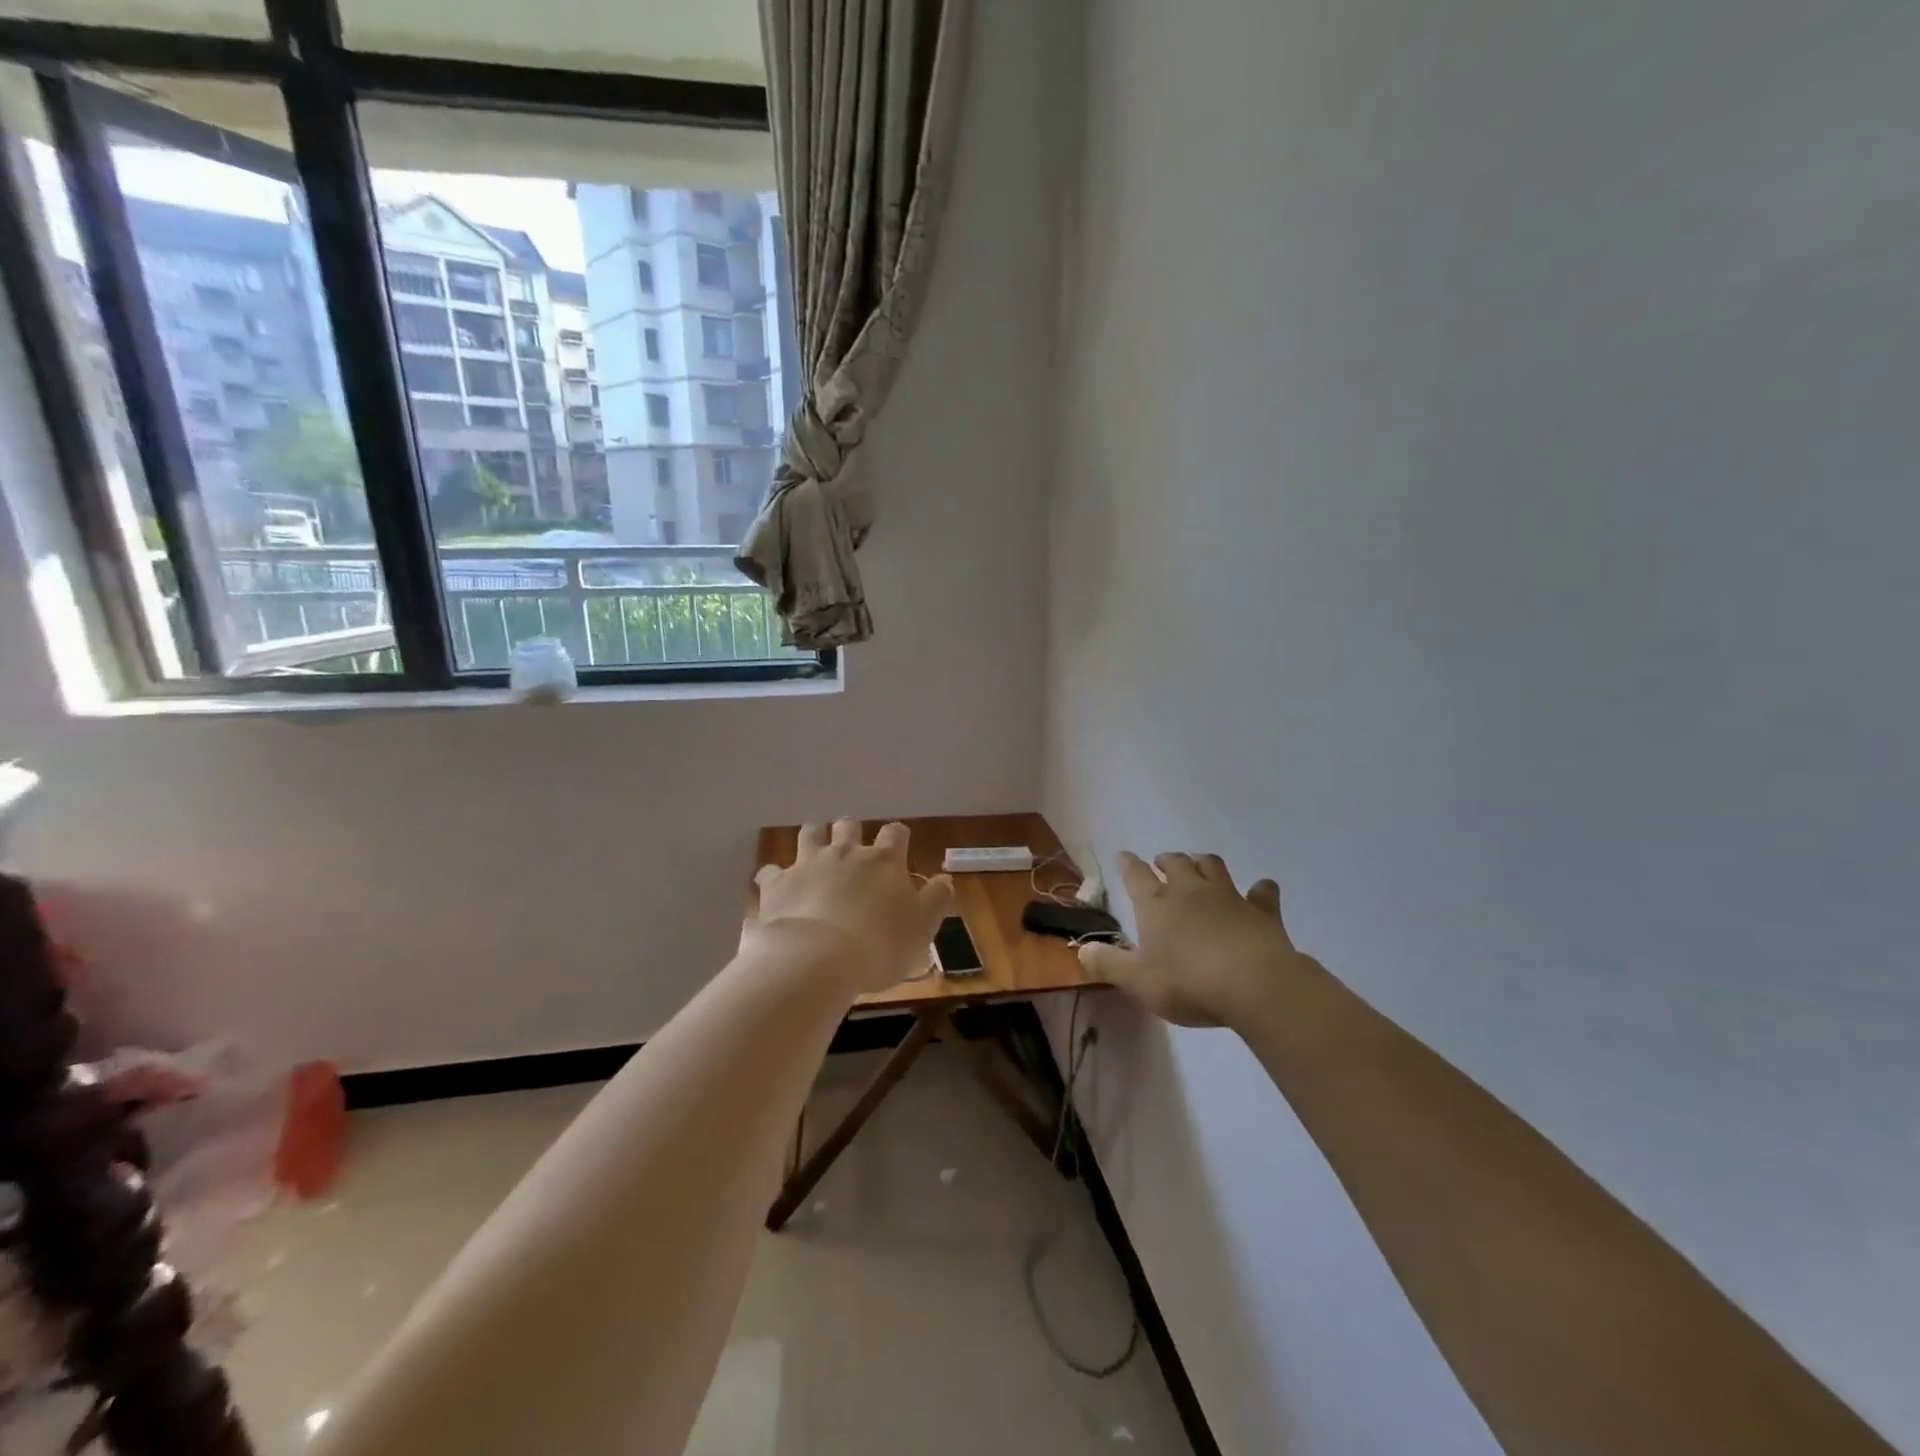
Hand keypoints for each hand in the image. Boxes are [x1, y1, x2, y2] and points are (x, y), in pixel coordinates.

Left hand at [746, 819, 954, 994]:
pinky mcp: (778, 883)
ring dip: (814, 837)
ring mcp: (808, 864)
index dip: (898, 838)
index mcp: (884, 861)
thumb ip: (935, 900)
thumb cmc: (879, 944)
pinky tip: (777, 886)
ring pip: (810, 833)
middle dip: (852, 831)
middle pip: (849, 826)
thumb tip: (945, 880)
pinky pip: (771, 871)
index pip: (895, 834)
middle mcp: (846, 853)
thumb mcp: (922, 927)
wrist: (817, 958)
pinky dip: (775, 876)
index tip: (899, 847)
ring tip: (816, 849)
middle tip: (853, 847)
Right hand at [1080, 852, 1303, 1028]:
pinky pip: (1262, 892)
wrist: (1254, 984)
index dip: (1128, 864)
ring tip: (1199, 867)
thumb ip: (1108, 964)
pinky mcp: (1262, 910)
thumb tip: (1082, 949)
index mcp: (1156, 904)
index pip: (1136, 875)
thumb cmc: (1188, 983)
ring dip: (1203, 863)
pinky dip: (1260, 890)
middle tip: (1162, 864)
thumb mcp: (1137, 982)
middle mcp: (1190, 891)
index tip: (1124, 856)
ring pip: (1213, 866)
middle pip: (1176, 863)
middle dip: (1167, 860)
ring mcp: (1228, 896)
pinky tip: (1260, 892)